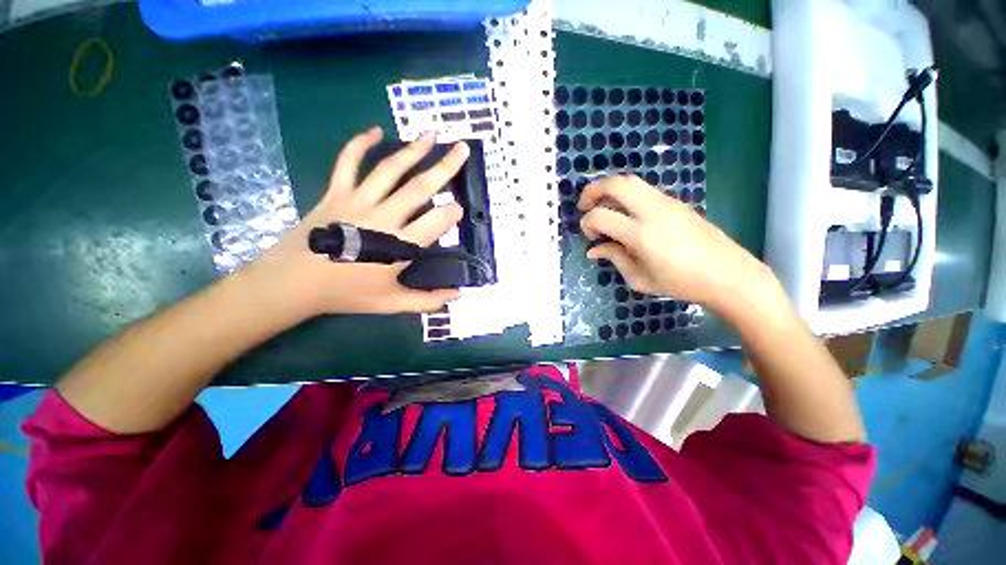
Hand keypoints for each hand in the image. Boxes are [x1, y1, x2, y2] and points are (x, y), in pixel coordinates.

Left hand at [244, 127, 469, 318]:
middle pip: (419, 187)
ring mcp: (358, 201)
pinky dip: (360, 143)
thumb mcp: (391, 303)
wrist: (292, 283)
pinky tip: (376, 131)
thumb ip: (427, 300)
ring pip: (390, 169)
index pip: (436, 221)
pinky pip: (348, 162)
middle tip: (462, 148)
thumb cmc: (346, 294)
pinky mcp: (336, 193)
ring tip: (431, 134)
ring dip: (413, 150)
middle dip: (445, 167)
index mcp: (399, 245)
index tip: (459, 209)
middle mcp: (383, 217)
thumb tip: (458, 296)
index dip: (452, 213)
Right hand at [578, 175, 772, 314]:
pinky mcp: (677, 202)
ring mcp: (667, 203)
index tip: (589, 236)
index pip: (601, 216)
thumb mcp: (640, 278)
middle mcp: (652, 212)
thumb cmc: (681, 283)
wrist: (728, 274)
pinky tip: (627, 214)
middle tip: (585, 206)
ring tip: (603, 206)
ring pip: (631, 181)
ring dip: (610, 189)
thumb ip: (614, 258)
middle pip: (616, 184)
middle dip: (593, 190)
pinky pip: (645, 190)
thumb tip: (593, 250)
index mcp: (641, 235)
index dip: (586, 223)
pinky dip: (627, 195)